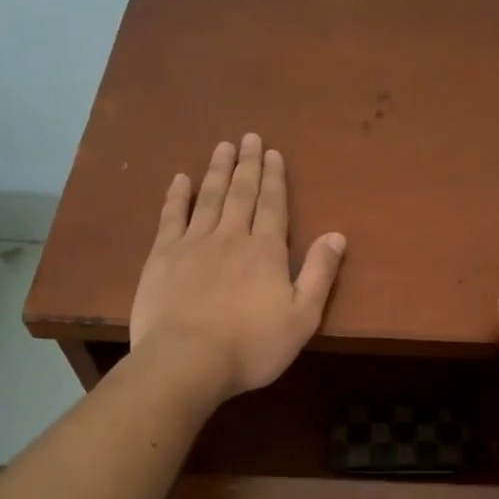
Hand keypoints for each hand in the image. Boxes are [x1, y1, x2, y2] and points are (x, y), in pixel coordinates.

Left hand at [129, 134, 345, 400]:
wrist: (186, 361)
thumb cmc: (251, 346)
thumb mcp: (302, 317)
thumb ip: (320, 274)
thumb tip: (336, 235)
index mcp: (266, 251)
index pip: (273, 205)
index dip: (275, 179)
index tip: (273, 153)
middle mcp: (231, 237)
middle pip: (241, 193)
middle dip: (248, 164)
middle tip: (250, 137)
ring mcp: (193, 244)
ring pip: (209, 197)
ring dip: (217, 171)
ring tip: (223, 146)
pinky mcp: (162, 257)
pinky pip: (171, 217)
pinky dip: (177, 196)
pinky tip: (181, 180)